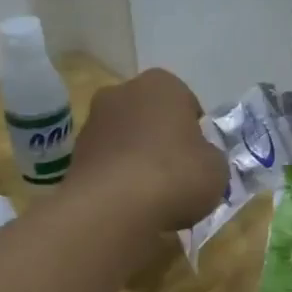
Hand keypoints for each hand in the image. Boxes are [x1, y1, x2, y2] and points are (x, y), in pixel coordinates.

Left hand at [67, 70, 226, 232]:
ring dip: (136, 159)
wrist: (113, 207)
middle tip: (177, 174)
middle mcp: (122, 92)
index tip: (199, 158)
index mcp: (162, 84)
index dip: (196, 132)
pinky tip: (129, 203)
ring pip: (125, 139)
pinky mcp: (74, 155)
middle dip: (161, 139)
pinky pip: (107, 163)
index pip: (187, 103)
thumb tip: (200, 160)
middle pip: (151, 116)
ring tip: (151, 195)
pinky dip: (117, 178)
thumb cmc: (175, 175)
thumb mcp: (216, 168)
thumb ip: (210, 157)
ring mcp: (93, 122)